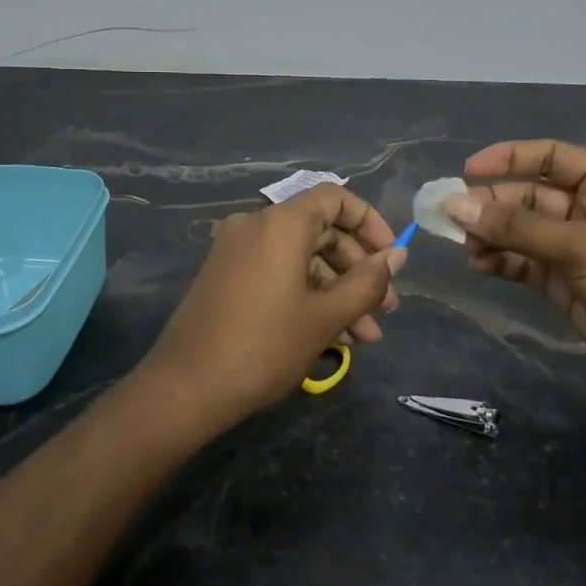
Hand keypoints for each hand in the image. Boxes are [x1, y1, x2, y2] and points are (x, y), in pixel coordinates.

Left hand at [143, 184, 406, 430]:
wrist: (187, 388)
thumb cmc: (264, 345)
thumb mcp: (326, 316)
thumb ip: (367, 282)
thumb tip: (397, 255)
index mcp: (280, 223)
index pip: (335, 198)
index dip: (370, 223)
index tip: (390, 258)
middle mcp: (256, 225)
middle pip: (321, 231)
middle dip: (357, 270)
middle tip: (385, 309)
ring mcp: (237, 251)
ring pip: (301, 259)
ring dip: (336, 292)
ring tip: (365, 337)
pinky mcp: (227, 277)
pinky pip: (278, 273)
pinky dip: (307, 296)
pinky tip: (331, 337)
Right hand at [446, 140, 585, 415]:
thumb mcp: (579, 246)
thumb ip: (516, 227)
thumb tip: (456, 205)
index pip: (551, 157)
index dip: (509, 158)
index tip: (468, 169)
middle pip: (530, 196)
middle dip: (492, 204)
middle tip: (451, 215)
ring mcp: (577, 249)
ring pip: (522, 231)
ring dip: (492, 235)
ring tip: (463, 245)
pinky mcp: (566, 284)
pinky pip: (524, 263)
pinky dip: (500, 261)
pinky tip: (478, 264)